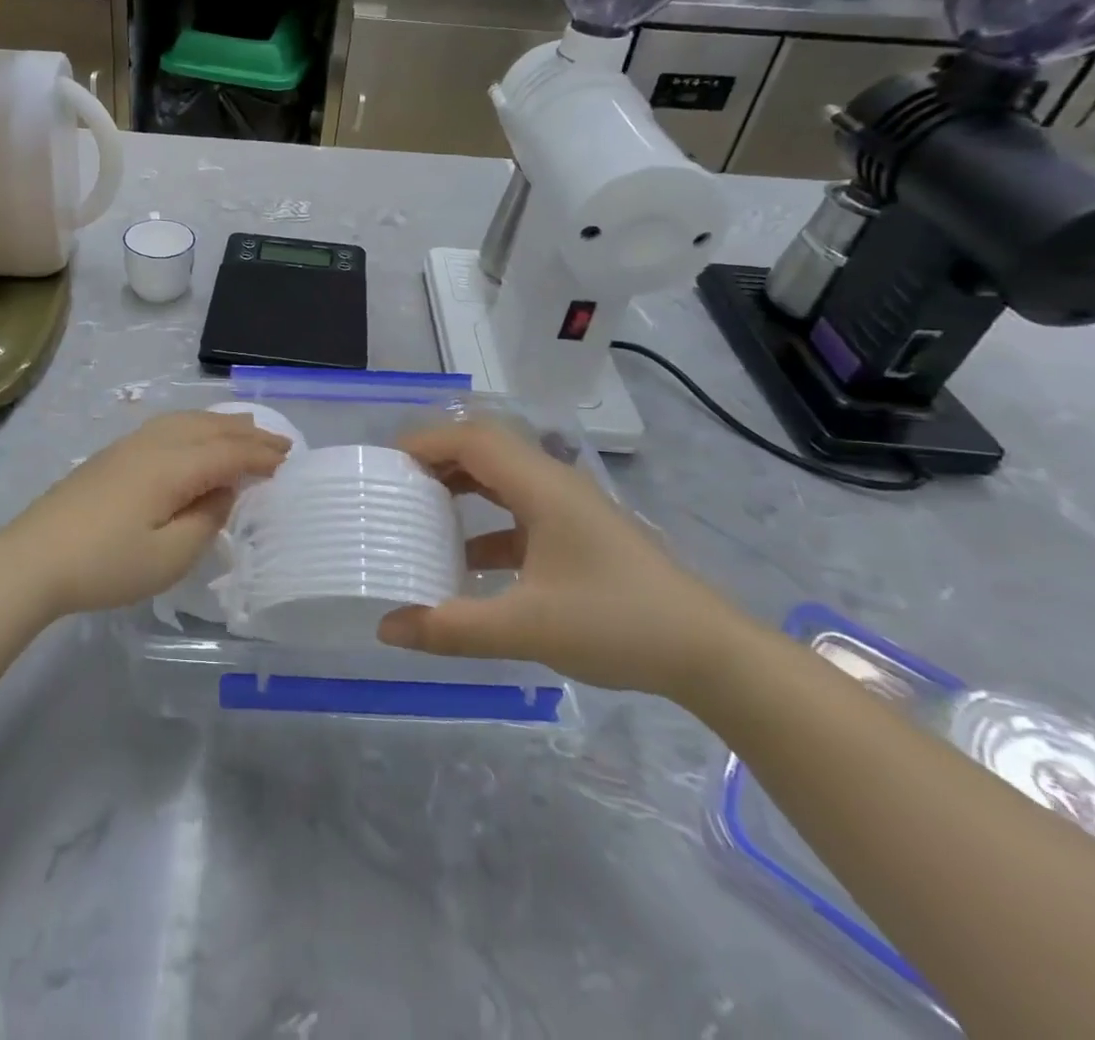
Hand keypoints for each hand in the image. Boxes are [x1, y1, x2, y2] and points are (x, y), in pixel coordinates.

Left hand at [0, 411, 290, 617]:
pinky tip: (193, 438)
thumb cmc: (106, 564)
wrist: (32, 559)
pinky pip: (166, 426)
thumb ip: (206, 520)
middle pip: (209, 427)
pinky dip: (193, 426)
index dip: (260, 455)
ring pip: (185, 420)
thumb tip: (222, 492)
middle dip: (247, 432)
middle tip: (278, 440)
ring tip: (243, 429)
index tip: (288, 461)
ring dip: (220, 423)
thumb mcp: (169, 556)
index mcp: (172, 465)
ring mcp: (128, 446)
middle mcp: (153, 444)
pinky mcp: (111, 456)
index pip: (228, 452)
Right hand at [377, 420, 749, 696]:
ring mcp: (569, 509)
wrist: (709, 653)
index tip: (385, 465)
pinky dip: (485, 522)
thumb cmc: (617, 624)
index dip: (426, 442)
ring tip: (420, 510)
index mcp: (542, 487)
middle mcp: (554, 485)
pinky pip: (518, 511)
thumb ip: (452, 627)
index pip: (473, 440)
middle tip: (395, 484)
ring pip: (502, 479)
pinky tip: (465, 560)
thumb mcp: (527, 628)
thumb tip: (386, 627)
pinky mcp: (578, 534)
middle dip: (437, 459)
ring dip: (461, 487)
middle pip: (485, 450)